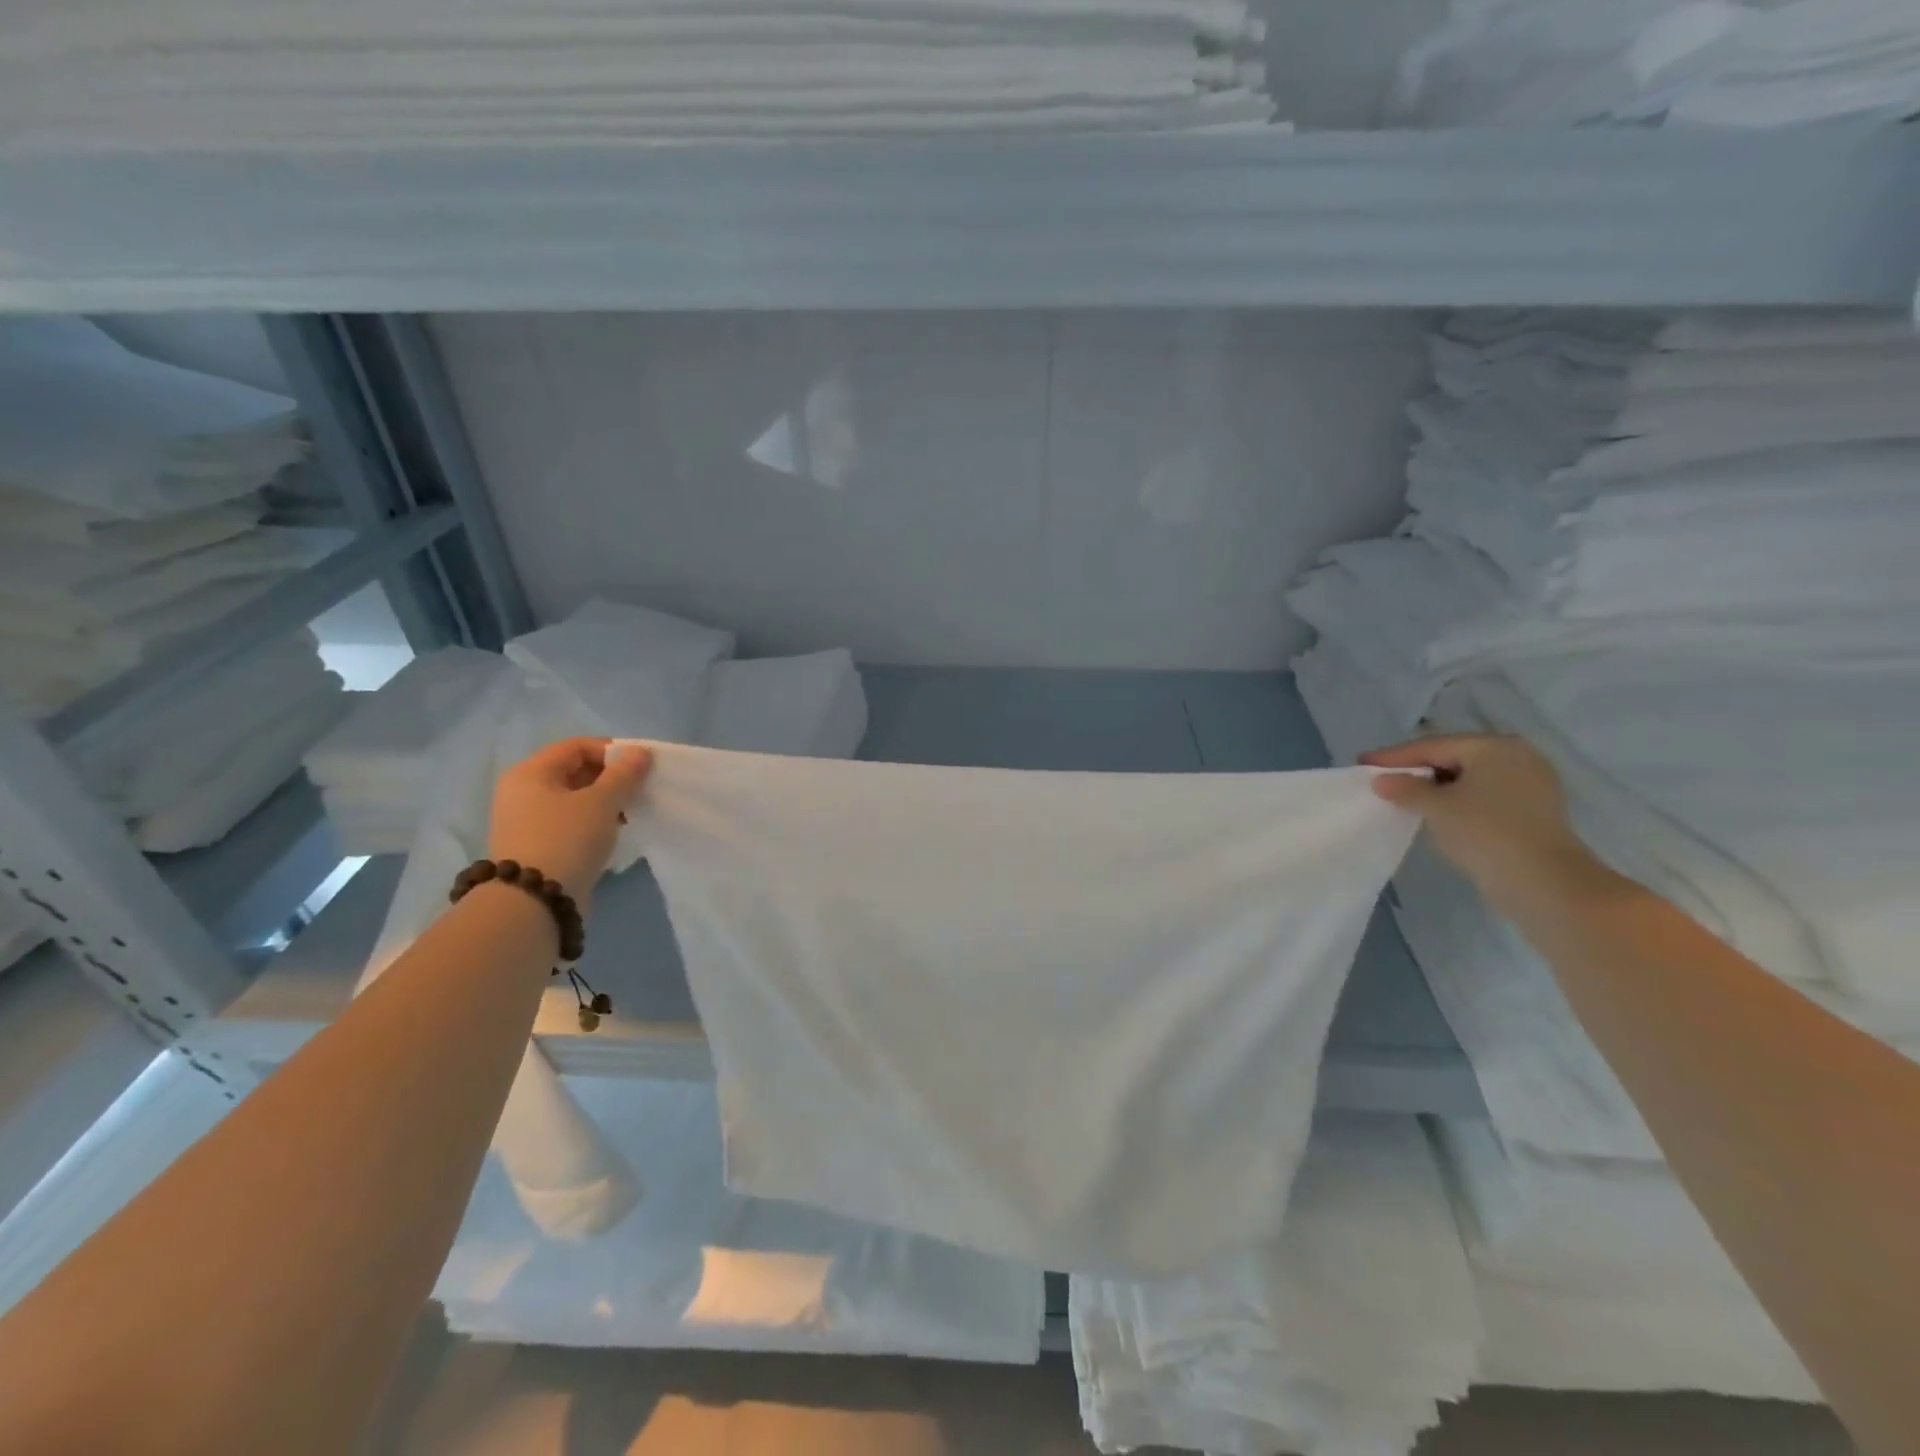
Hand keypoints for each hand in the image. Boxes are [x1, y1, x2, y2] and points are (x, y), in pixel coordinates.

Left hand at [488, 738, 651, 907]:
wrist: (534, 903)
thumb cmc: (567, 839)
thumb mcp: (601, 802)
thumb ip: (624, 774)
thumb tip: (640, 752)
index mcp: (531, 773)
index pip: (577, 747)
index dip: (612, 751)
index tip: (640, 768)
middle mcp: (522, 792)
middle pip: (574, 771)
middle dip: (611, 778)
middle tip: (639, 791)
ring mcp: (526, 821)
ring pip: (574, 799)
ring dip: (605, 802)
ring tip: (630, 814)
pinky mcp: (536, 847)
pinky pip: (570, 822)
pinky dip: (593, 822)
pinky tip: (613, 833)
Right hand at [1359, 734, 1599, 911]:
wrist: (1545, 884)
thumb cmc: (1486, 834)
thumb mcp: (1436, 807)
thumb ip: (1405, 788)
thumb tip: (1381, 780)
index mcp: (1494, 747)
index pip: (1433, 746)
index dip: (1394, 756)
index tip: (1362, 764)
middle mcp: (1518, 756)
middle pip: (1453, 758)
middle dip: (1416, 769)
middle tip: (1381, 778)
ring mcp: (1531, 784)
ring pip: (1470, 778)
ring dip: (1436, 786)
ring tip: (1404, 796)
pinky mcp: (1534, 810)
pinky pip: (1485, 795)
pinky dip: (1458, 799)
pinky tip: (1438, 812)